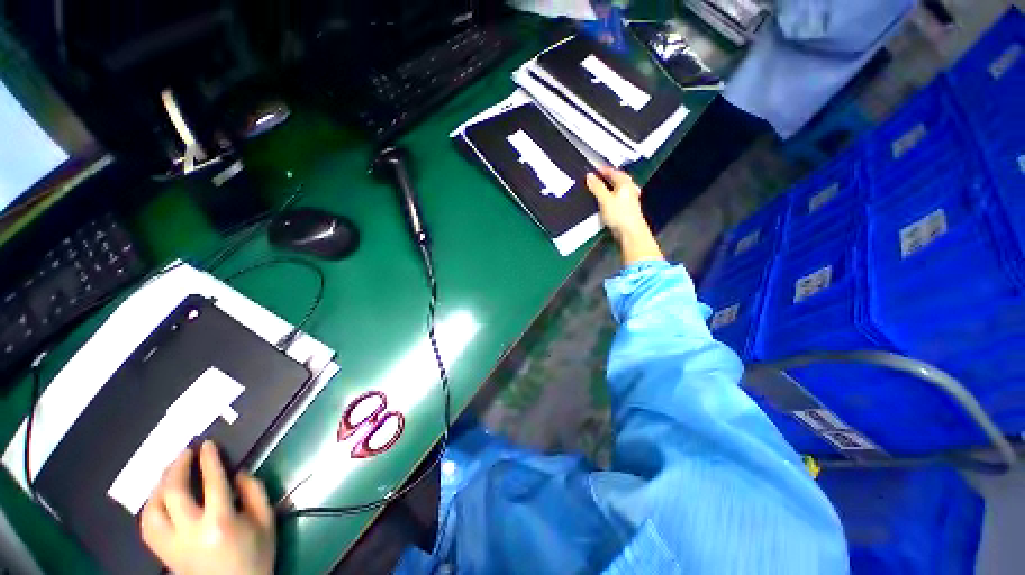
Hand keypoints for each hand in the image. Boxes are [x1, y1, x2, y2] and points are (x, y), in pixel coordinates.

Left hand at [140, 441, 275, 574]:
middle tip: (185, 452)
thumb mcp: (266, 521)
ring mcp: (172, 545)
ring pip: (153, 509)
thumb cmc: (256, 555)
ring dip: (159, 485)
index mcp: (221, 522)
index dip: (209, 460)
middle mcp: (191, 532)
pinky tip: (158, 498)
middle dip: (177, 467)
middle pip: (174, 493)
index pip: (212, 482)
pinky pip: (147, 526)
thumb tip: (237, 472)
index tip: (207, 445)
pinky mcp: (164, 554)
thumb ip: (254, 492)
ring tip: (169, 471)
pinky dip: (150, 507)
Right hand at [585, 168, 645, 238]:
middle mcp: (630, 189)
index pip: (613, 172)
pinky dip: (613, 196)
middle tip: (598, 177)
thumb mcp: (604, 199)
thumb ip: (597, 187)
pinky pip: (619, 198)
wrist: (630, 232)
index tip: (594, 170)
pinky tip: (608, 201)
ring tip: (602, 188)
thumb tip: (589, 176)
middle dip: (608, 177)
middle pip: (619, 179)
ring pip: (620, 189)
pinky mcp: (628, 209)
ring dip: (611, 187)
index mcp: (625, 183)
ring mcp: (630, 199)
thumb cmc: (619, 214)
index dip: (603, 170)